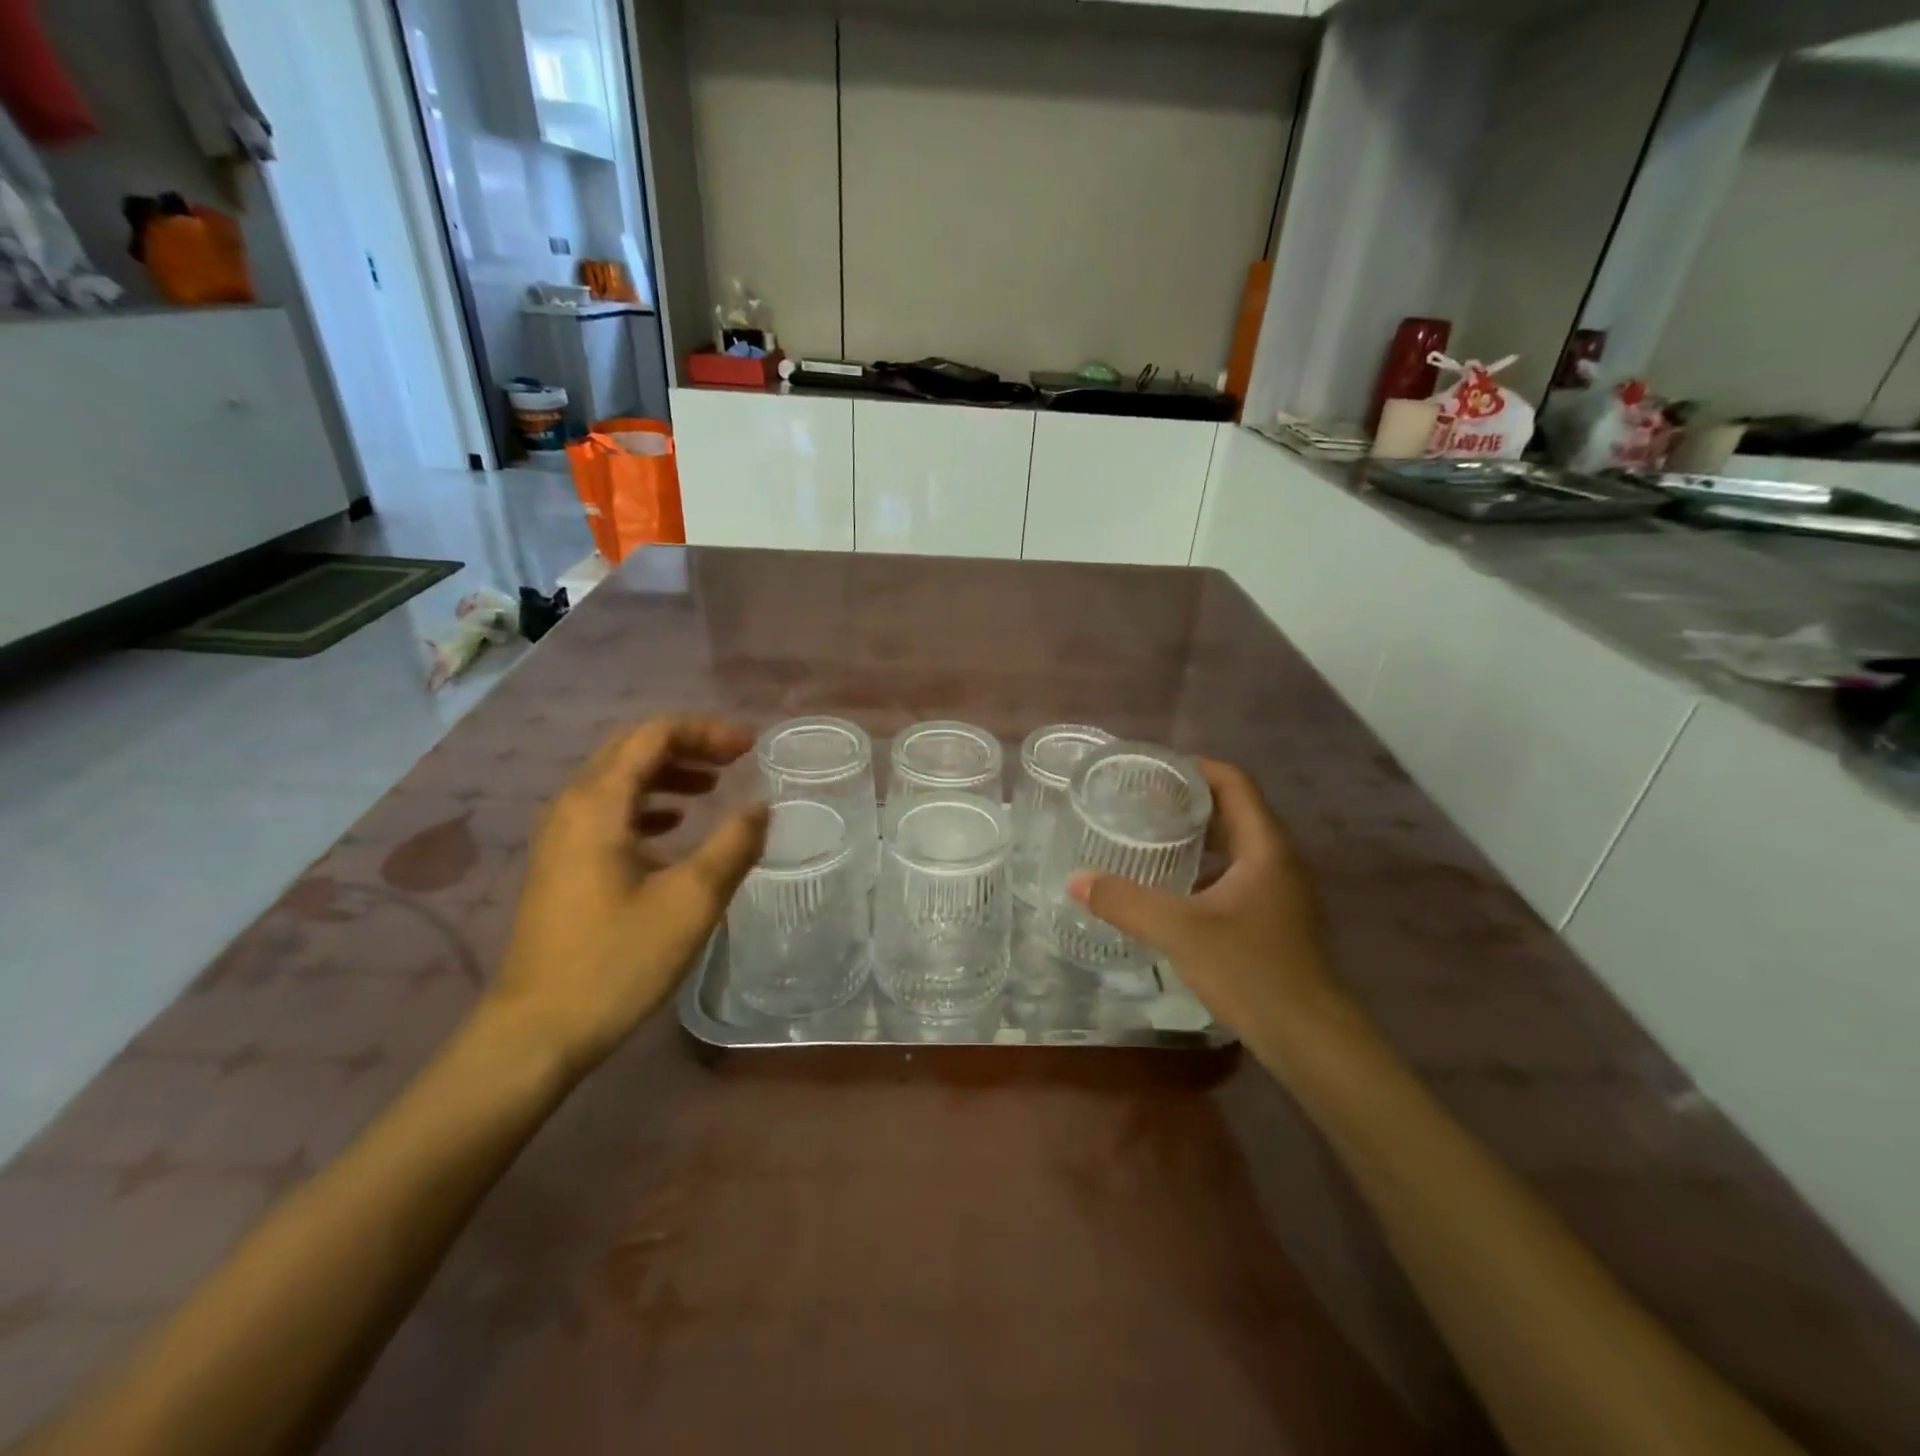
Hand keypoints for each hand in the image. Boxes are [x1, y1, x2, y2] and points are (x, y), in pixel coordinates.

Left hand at [489, 717, 767, 1075]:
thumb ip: (733, 845)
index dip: (706, 731)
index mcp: (598, 804)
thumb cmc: (616, 961)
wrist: (537, 1031)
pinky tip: (676, 826)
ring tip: (713, 786)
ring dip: (669, 773)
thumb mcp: (691, 901)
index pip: (653, 735)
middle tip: (736, 759)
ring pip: (619, 779)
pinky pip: (609, 810)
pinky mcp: (562, 863)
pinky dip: (648, 803)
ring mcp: (561, 835)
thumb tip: (761, 807)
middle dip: (688, 745)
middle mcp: (572, 806)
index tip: (750, 748)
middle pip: (632, 749)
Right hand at [1069, 759, 1345, 1049]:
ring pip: (1233, 844)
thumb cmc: (1251, 972)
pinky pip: (1234, 873)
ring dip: (1194, 835)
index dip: (1193, 767)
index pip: (1233, 782)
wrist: (1309, 1039)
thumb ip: (1126, 902)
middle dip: (1185, 800)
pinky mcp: (1273, 917)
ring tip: (1147, 836)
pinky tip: (1169, 886)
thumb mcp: (1180, 932)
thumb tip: (1076, 880)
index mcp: (1265, 847)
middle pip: (1232, 809)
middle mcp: (1277, 859)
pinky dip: (1202, 867)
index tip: (1150, 770)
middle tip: (1137, 802)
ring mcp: (1279, 890)